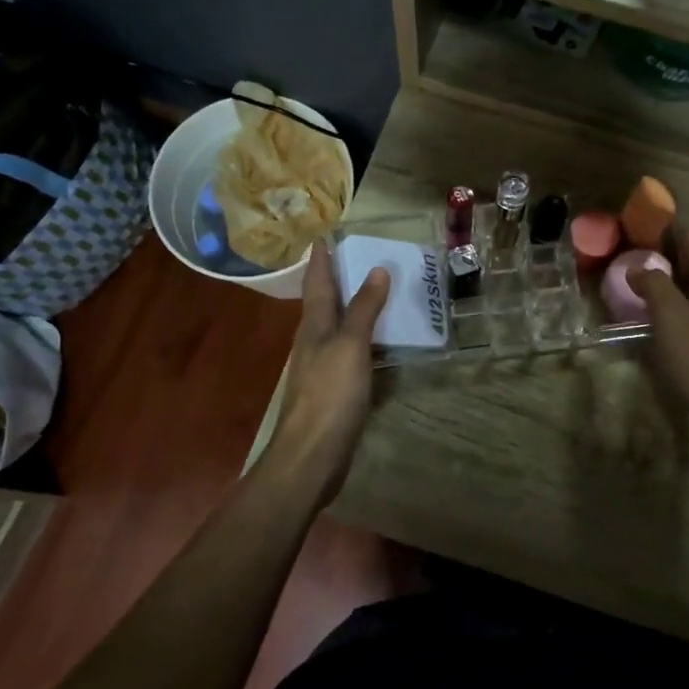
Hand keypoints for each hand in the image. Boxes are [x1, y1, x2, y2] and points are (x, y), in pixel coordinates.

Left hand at [264, 241, 389, 505]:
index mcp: (314, 325)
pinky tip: (377, 341)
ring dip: (351, 307)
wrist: (311, 455)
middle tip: (360, 256)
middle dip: (337, 278)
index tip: (327, 234)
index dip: (322, 258)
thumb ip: (363, 310)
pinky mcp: (332, 390)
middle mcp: (313, 341)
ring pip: (335, 327)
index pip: (317, 281)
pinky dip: (362, 338)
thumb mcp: (350, 346)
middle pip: (323, 302)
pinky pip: (348, 352)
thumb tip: (377, 269)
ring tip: (375, 291)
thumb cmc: (330, 395)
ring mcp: (321, 367)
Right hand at [627, 230, 688, 442]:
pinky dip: (676, 310)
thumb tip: (640, 266)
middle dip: (667, 258)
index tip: (643, 227)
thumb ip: (654, 286)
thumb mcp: (671, 318)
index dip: (672, 232)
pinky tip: (658, 323)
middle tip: (631, 258)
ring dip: (670, 286)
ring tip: (638, 289)